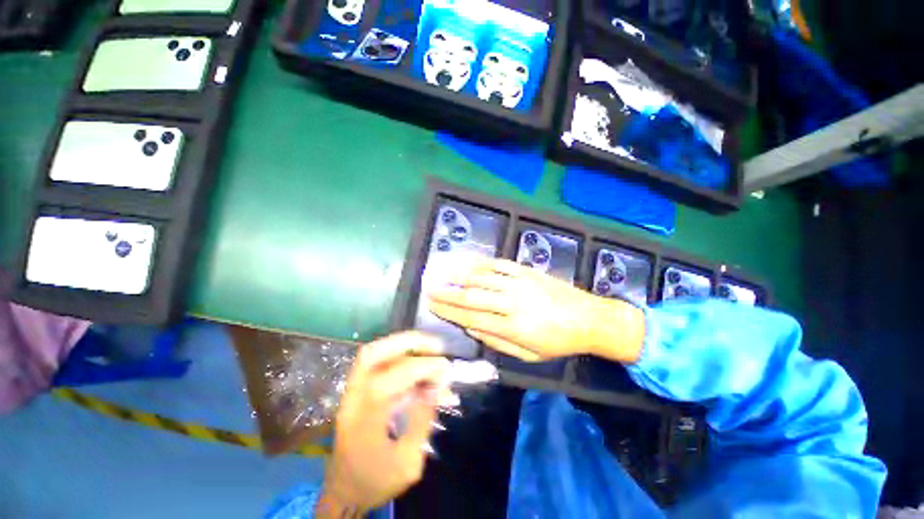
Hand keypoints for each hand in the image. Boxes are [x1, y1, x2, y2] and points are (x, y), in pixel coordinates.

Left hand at [317, 332, 449, 516]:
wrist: (344, 492)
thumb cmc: (377, 482)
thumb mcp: (408, 463)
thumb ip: (422, 421)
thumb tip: (436, 385)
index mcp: (362, 426)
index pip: (386, 383)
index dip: (418, 368)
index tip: (444, 368)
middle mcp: (351, 402)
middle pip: (371, 355)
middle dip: (406, 343)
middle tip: (435, 345)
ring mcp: (350, 393)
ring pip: (371, 353)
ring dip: (402, 344)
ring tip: (428, 346)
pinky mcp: (355, 390)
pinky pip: (375, 361)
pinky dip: (398, 353)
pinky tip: (416, 359)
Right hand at [428, 258, 644, 362]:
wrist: (589, 318)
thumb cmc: (558, 341)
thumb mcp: (528, 354)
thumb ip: (496, 341)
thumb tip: (470, 327)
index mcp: (512, 327)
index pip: (472, 317)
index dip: (449, 311)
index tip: (432, 305)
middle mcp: (512, 302)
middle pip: (472, 296)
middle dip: (448, 293)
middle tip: (430, 289)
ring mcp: (520, 283)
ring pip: (483, 277)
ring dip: (459, 275)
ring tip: (442, 273)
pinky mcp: (527, 271)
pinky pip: (500, 264)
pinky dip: (482, 263)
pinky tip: (469, 262)